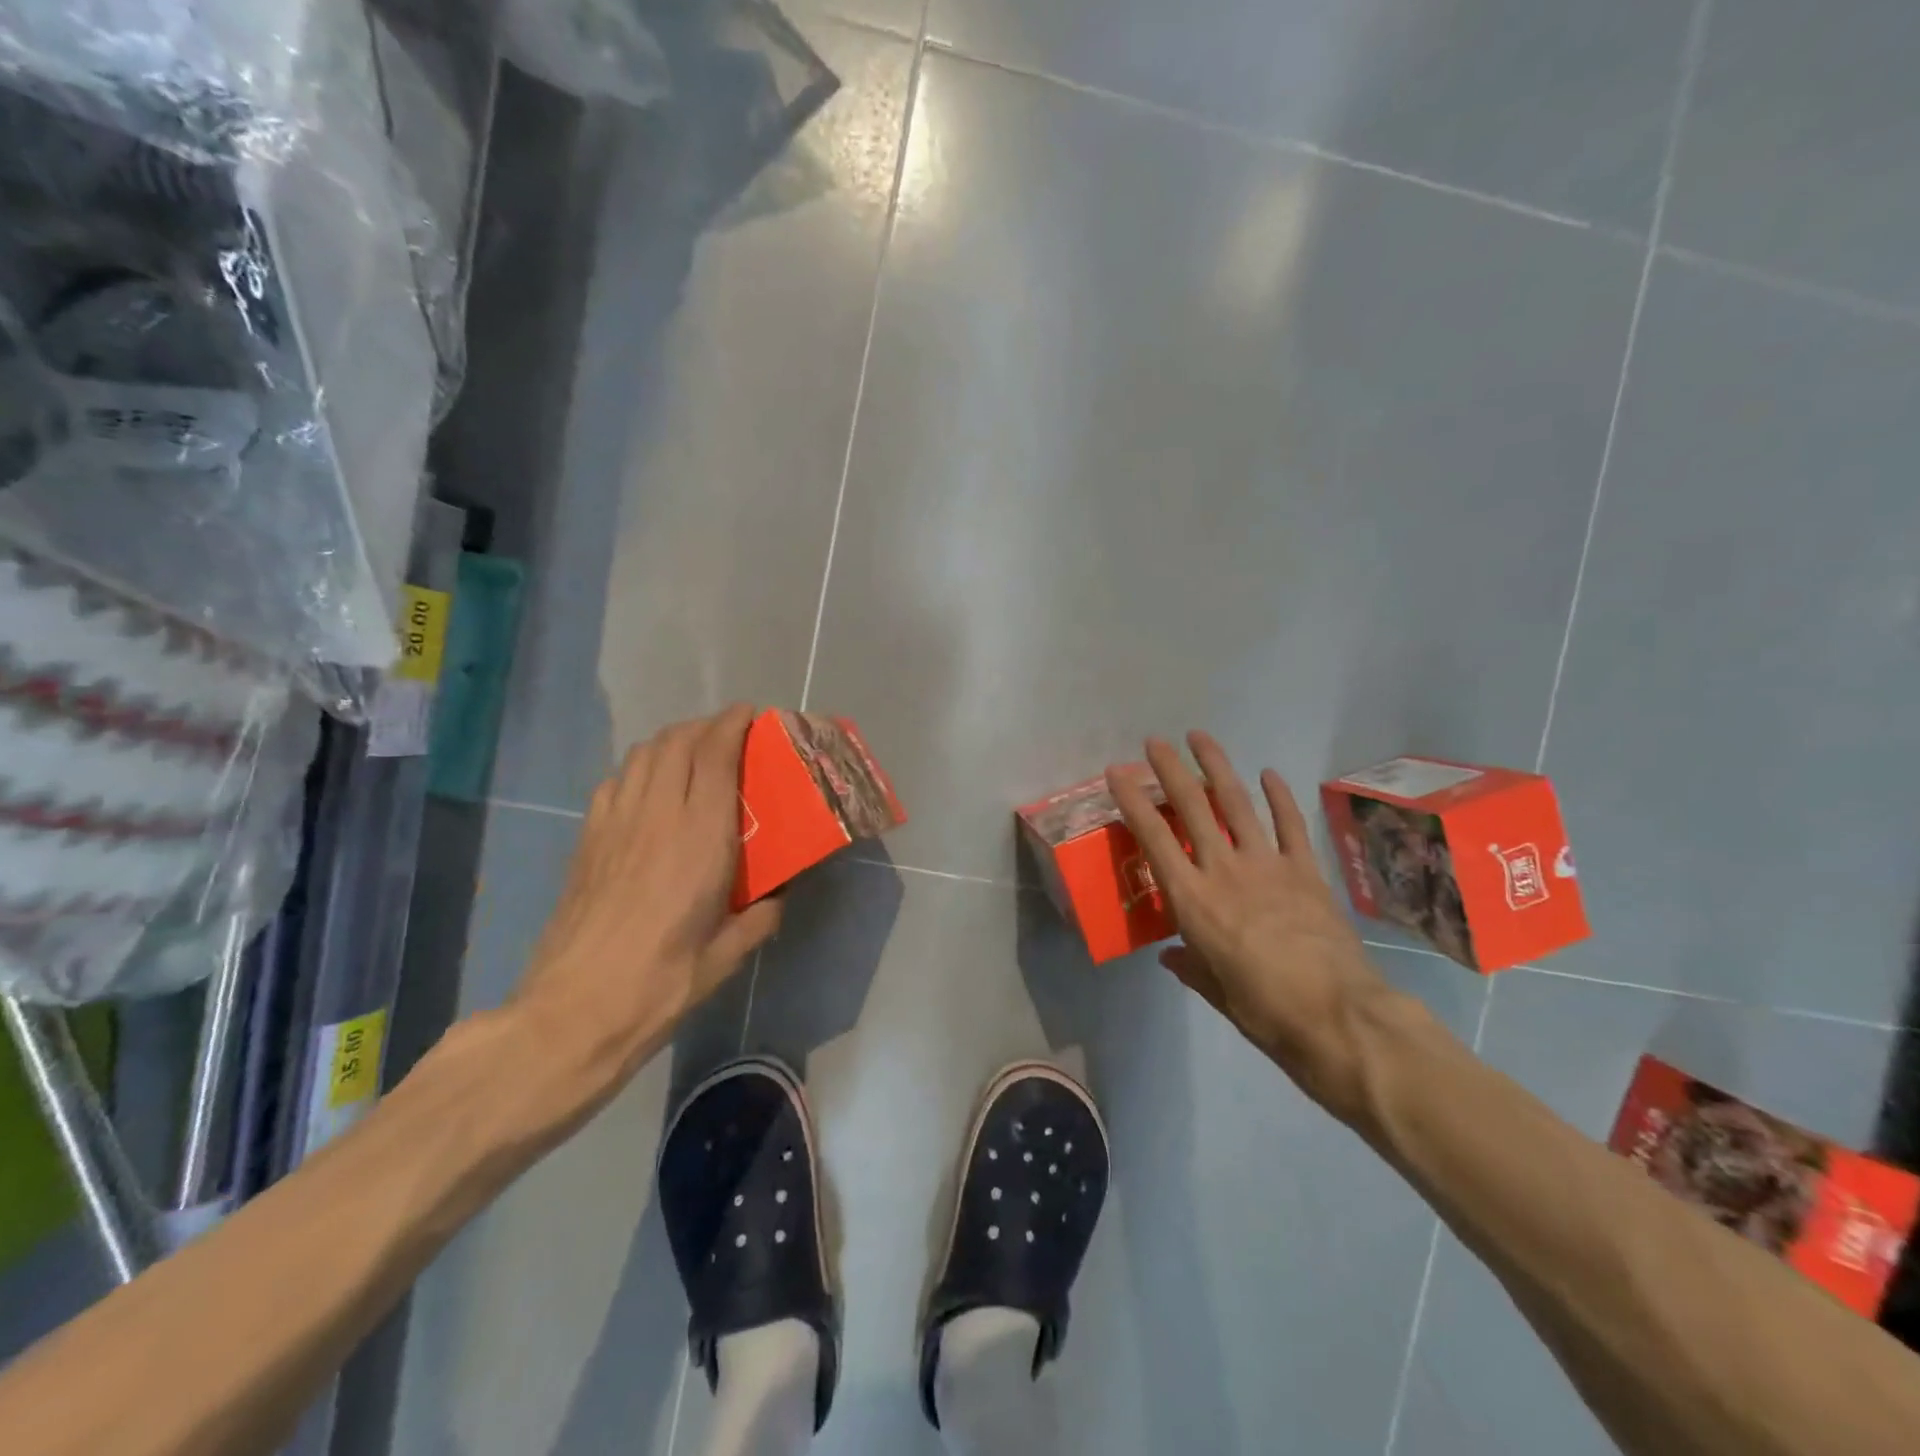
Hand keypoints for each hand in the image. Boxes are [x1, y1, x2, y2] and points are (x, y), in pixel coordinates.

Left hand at [511, 705, 781, 1103]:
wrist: (572, 1013)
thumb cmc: (660, 985)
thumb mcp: (725, 958)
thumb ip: (758, 919)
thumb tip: (778, 899)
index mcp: (699, 839)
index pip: (715, 758)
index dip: (732, 726)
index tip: (750, 714)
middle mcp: (657, 817)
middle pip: (677, 743)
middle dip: (705, 725)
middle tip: (728, 732)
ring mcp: (614, 824)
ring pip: (643, 755)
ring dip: (671, 740)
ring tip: (692, 750)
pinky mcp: (586, 840)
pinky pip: (615, 781)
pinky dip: (639, 767)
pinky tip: (648, 786)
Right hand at [1107, 732, 1396, 1115]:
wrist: (1339, 1016)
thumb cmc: (1265, 1011)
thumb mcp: (1217, 993)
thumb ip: (1192, 966)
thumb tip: (1173, 955)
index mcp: (1192, 900)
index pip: (1154, 839)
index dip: (1133, 801)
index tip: (1118, 773)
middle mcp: (1224, 870)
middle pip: (1192, 808)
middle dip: (1170, 770)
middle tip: (1155, 742)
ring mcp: (1268, 865)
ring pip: (1237, 804)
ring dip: (1217, 767)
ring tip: (1201, 737)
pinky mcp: (1306, 871)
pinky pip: (1290, 825)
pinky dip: (1280, 797)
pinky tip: (1270, 774)